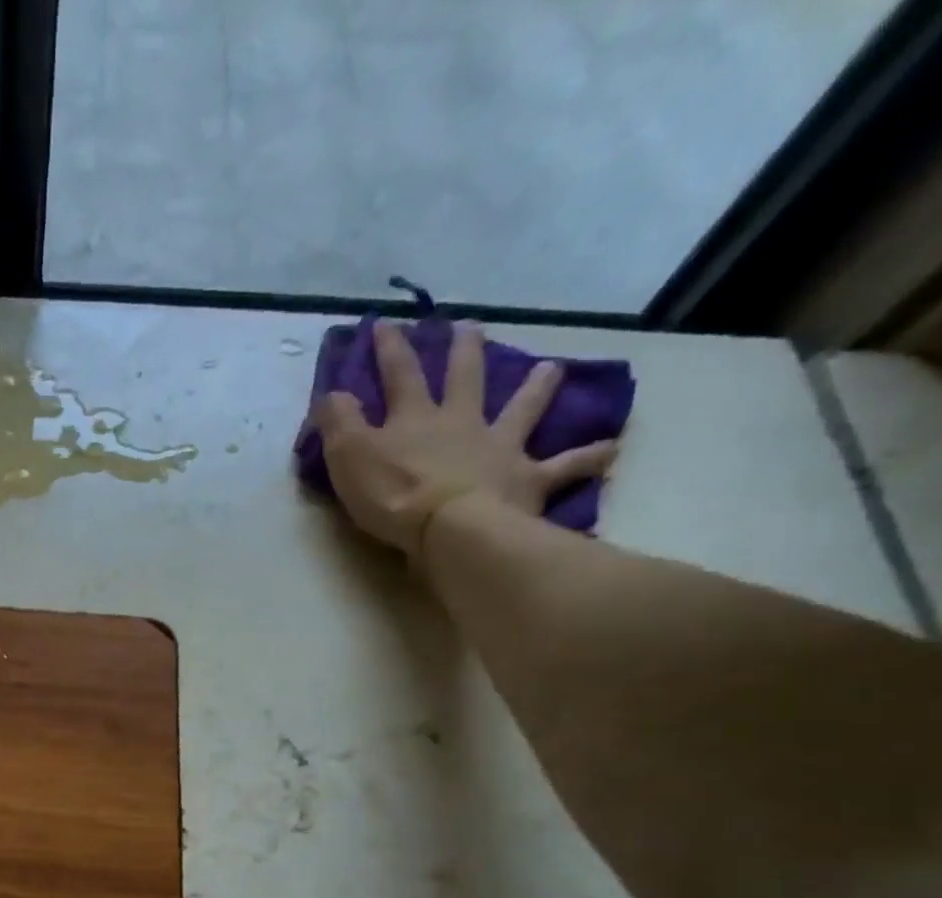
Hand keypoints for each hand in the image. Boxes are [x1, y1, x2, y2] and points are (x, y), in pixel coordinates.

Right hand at [312, 321, 619, 560]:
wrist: (451, 529)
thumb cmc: (393, 494)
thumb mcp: (348, 457)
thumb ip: (339, 422)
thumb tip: (332, 392)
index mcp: (416, 419)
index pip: (400, 375)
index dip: (390, 349)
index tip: (385, 324)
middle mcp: (462, 423)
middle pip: (465, 379)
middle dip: (464, 352)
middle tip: (470, 327)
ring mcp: (500, 449)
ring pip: (522, 411)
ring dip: (536, 389)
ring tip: (551, 369)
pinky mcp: (526, 481)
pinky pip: (564, 468)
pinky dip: (587, 459)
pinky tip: (610, 450)